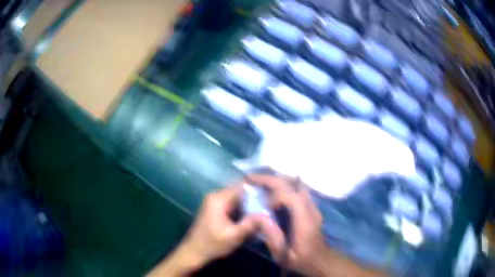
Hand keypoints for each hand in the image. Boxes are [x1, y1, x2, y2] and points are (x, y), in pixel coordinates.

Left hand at [148, 184, 282, 276]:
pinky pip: (232, 205)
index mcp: (219, 199)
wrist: (194, 252)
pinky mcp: (215, 209)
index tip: (273, 194)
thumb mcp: (234, 236)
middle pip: (240, 191)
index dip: (258, 189)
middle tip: (272, 204)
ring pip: (237, 199)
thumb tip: (268, 214)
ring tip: (266, 210)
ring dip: (250, 204)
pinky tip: (253, 217)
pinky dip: (242, 209)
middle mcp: (216, 196)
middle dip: (255, 198)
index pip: (242, 186)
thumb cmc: (212, 244)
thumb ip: (251, 224)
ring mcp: (215, 202)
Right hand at [249, 175, 383, 276]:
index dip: (274, 196)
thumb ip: (271, 236)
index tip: (263, 206)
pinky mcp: (310, 206)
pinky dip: (282, 186)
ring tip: (259, 182)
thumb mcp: (283, 254)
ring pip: (294, 183)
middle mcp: (310, 208)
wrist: (320, 259)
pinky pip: (296, 189)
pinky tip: (271, 191)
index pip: (291, 196)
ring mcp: (312, 205)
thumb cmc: (300, 259)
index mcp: (304, 220)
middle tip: (251, 179)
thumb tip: (258, 216)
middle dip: (270, 179)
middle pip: (292, 184)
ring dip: (276, 181)